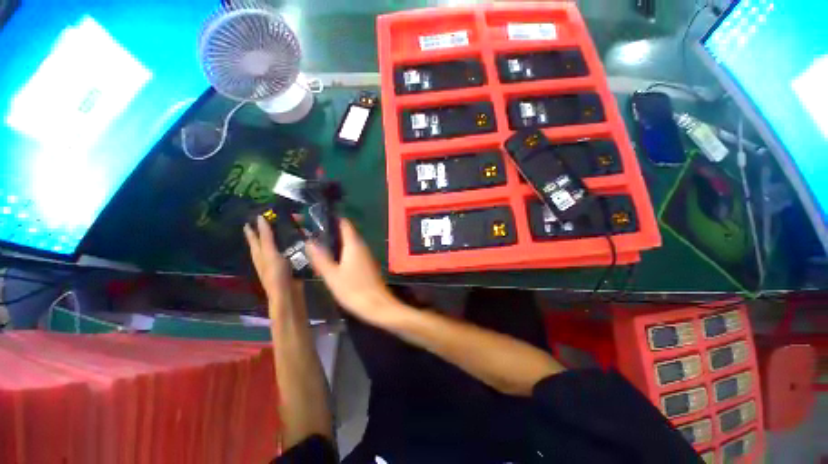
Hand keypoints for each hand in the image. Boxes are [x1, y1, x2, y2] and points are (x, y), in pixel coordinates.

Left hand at [244, 216, 302, 310]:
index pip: (254, 236)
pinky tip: (304, 239)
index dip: (253, 227)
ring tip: (293, 225)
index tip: (257, 214)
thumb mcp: (270, 253)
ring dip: (286, 235)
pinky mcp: (291, 263)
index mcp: (259, 252)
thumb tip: (260, 217)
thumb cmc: (275, 274)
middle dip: (272, 229)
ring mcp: (280, 259)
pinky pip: (293, 249)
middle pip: (267, 239)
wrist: (288, 293)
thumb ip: (267, 236)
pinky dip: (297, 243)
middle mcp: (268, 255)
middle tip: (281, 216)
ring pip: (281, 244)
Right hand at [306, 219, 397, 324]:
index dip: (331, 219)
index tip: (315, 219)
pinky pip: (353, 253)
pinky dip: (342, 253)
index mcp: (354, 244)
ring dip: (335, 244)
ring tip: (317, 247)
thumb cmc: (353, 289)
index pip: (344, 223)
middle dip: (330, 233)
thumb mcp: (332, 275)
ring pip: (349, 244)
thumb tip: (309, 241)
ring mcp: (366, 255)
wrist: (377, 305)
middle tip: (311, 235)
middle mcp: (362, 246)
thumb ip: (320, 258)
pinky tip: (332, 261)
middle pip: (346, 233)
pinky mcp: (367, 264)